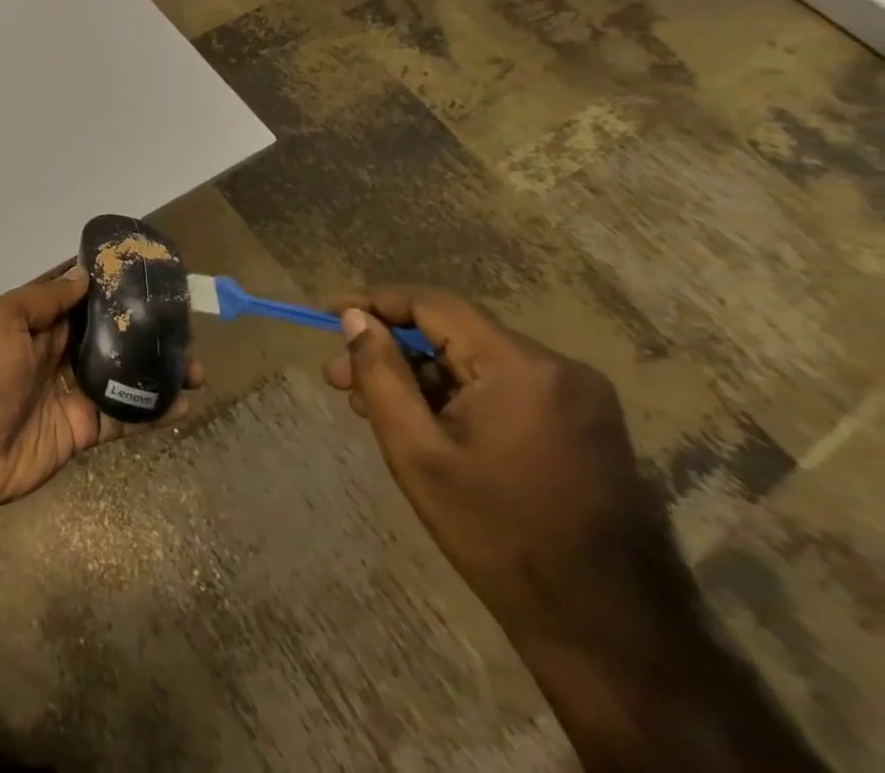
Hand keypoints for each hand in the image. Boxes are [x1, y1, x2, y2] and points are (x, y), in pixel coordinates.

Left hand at [0, 265, 203, 512]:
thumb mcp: (1, 319)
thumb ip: (43, 299)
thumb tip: (83, 276)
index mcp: (36, 322)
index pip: (81, 299)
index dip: (112, 290)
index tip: (150, 280)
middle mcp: (57, 352)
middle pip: (108, 336)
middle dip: (144, 331)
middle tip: (185, 328)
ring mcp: (72, 392)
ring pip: (122, 375)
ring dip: (156, 371)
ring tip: (196, 368)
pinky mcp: (82, 430)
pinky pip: (122, 417)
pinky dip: (151, 411)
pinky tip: (183, 403)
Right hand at [323, 289, 690, 649]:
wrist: (610, 632)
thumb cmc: (498, 534)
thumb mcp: (417, 451)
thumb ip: (380, 373)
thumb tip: (353, 317)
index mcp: (522, 368)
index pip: (431, 305)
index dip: (372, 302)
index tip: (325, 312)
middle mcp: (559, 369)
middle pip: (452, 333)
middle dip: (390, 350)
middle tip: (340, 380)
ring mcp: (579, 398)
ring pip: (474, 362)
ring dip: (419, 377)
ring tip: (372, 408)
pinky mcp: (585, 426)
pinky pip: (502, 387)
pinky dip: (455, 396)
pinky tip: (421, 425)